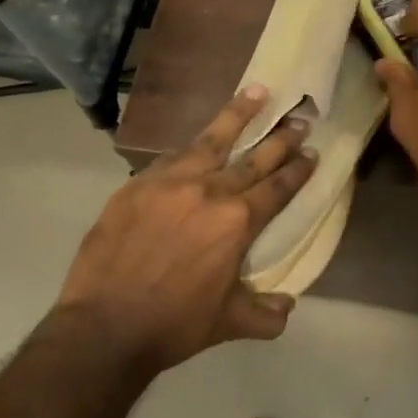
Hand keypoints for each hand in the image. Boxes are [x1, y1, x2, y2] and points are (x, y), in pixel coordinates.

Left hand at [57, 86, 316, 372]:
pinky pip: (171, 157)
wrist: (106, 325)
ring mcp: (170, 182)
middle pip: (253, 158)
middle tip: (298, 120)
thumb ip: (265, 314)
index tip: (312, 153)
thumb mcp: (230, 323)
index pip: (277, 188)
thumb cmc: (175, 324)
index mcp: (237, 221)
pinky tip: (199, 139)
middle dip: (280, 139)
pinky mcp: (137, 185)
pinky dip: (191, 146)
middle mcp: (209, 191)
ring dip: (237, 115)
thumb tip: (287, 306)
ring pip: (211, 140)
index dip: (298, 170)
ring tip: (257, 92)